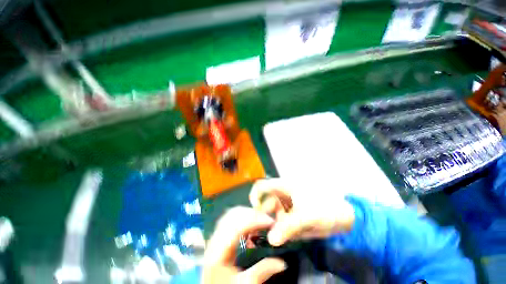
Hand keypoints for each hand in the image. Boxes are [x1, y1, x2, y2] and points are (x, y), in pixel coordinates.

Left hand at [202, 207, 286, 283]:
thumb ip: (262, 271)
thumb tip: (282, 262)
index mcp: (218, 252)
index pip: (237, 226)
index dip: (255, 220)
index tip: (271, 222)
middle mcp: (214, 239)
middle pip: (233, 214)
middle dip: (252, 214)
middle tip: (267, 220)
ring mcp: (215, 235)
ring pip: (231, 213)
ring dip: (248, 213)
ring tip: (261, 220)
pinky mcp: (218, 234)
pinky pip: (230, 217)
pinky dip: (243, 216)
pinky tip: (251, 224)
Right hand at [250, 178, 355, 246]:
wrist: (344, 216)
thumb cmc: (326, 208)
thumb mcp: (308, 216)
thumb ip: (289, 227)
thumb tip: (271, 239)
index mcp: (284, 187)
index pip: (262, 186)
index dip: (255, 196)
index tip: (254, 212)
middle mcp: (282, 196)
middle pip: (265, 204)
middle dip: (262, 219)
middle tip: (260, 235)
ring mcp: (286, 208)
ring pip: (272, 217)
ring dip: (271, 228)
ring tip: (272, 239)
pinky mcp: (290, 218)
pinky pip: (280, 225)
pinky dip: (279, 233)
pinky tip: (282, 239)